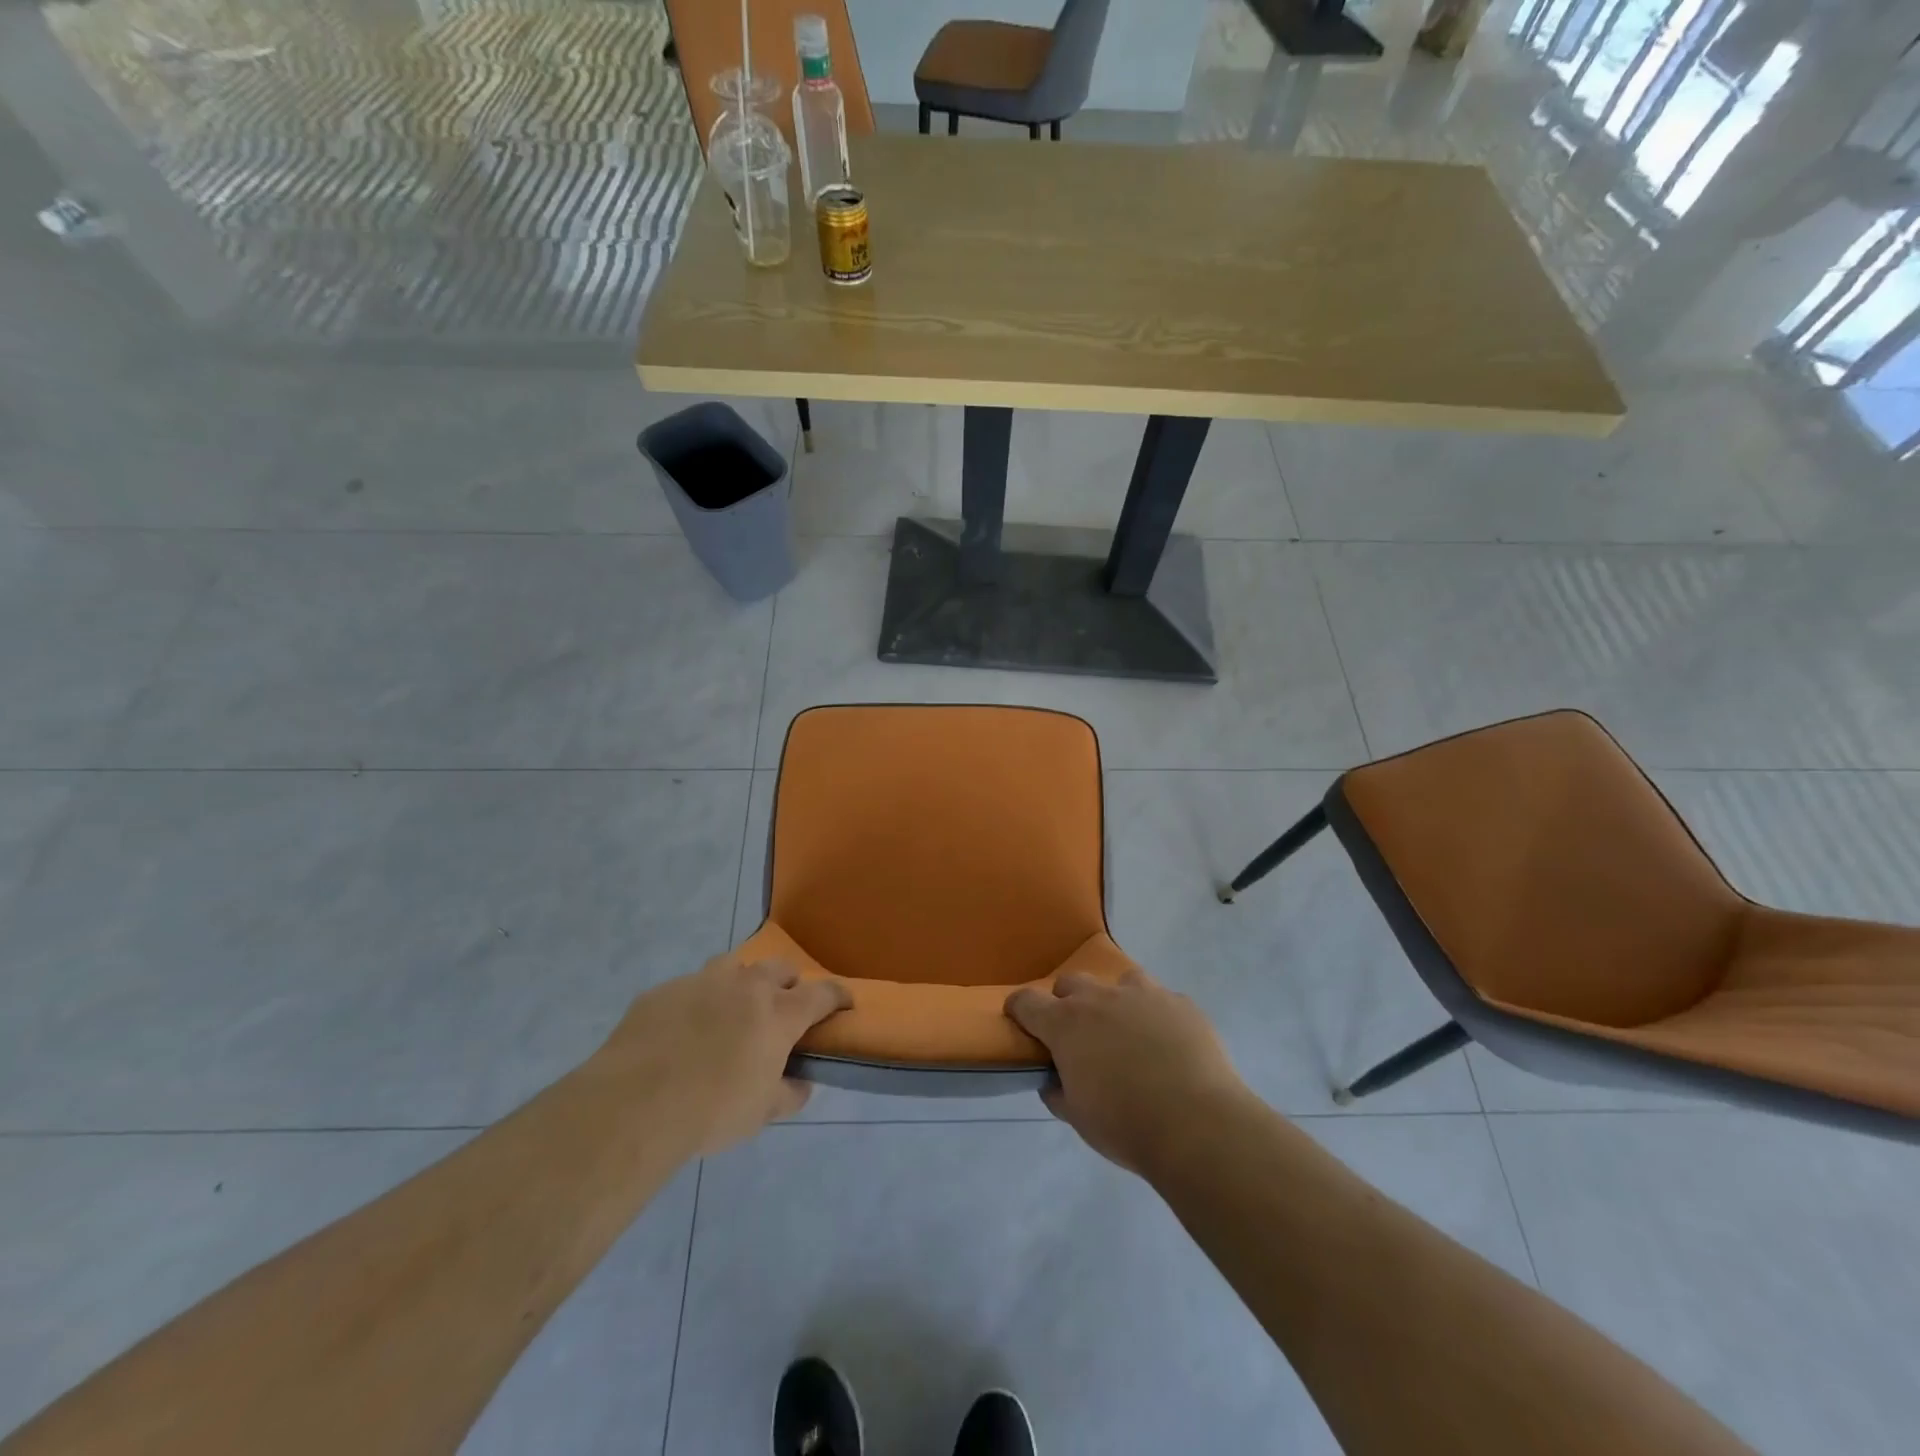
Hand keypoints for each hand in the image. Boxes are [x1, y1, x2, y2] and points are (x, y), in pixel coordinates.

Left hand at [592, 954, 850, 1156]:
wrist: (634, 1104)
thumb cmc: (711, 1111)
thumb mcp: (760, 1114)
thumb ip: (787, 1094)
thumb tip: (800, 1084)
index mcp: (778, 1013)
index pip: (822, 994)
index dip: (838, 996)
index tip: (845, 1003)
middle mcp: (745, 986)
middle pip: (778, 969)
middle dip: (788, 983)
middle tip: (782, 1008)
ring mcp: (701, 982)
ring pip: (733, 967)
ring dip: (741, 983)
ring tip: (732, 1011)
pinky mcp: (663, 991)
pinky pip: (689, 988)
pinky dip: (697, 1003)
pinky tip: (682, 1031)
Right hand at [1005, 968, 1252, 1175]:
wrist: (1197, 1124)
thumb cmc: (1126, 1125)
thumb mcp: (1078, 1117)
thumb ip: (1058, 1092)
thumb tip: (1054, 1081)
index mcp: (1067, 1024)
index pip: (1027, 1002)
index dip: (1019, 1009)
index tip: (1020, 1020)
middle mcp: (1101, 998)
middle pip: (1071, 983)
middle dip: (1068, 1003)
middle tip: (1079, 1034)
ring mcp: (1144, 995)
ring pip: (1121, 981)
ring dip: (1116, 1000)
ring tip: (1128, 1031)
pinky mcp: (1181, 1003)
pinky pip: (1162, 1000)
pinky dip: (1157, 1017)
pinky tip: (1169, 1045)